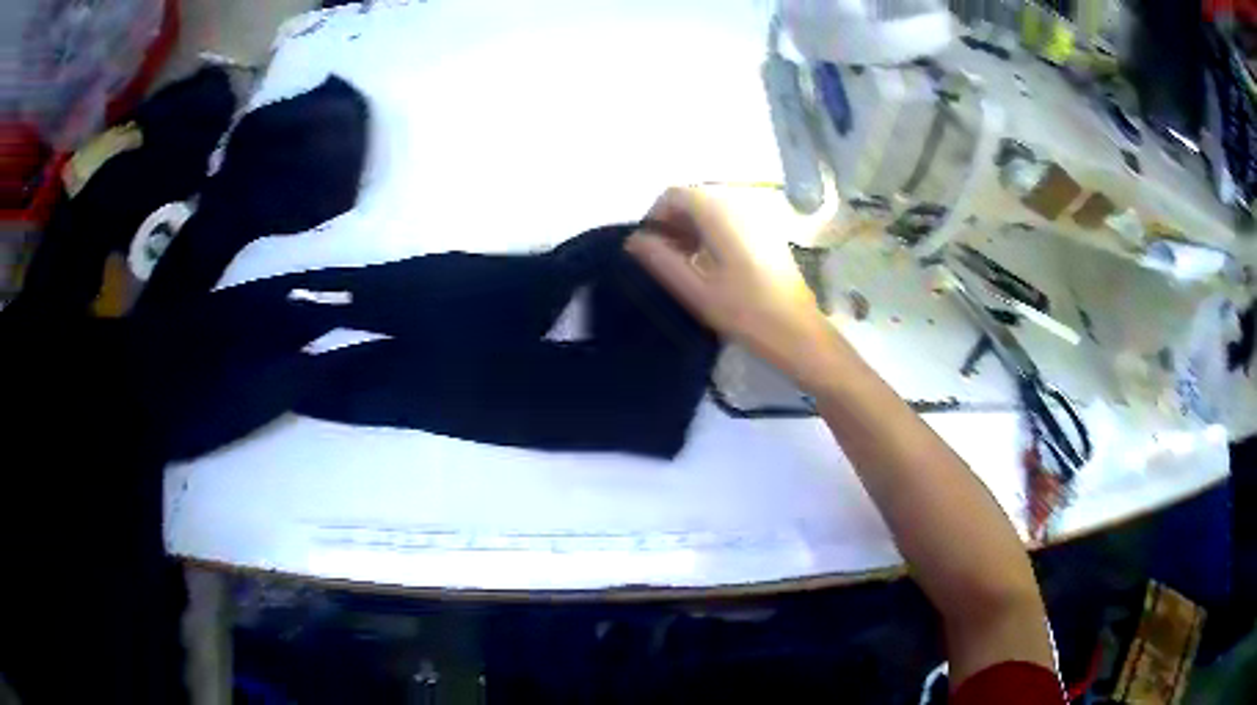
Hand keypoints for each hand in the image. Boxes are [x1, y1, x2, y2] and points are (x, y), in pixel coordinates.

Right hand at [625, 187, 842, 389]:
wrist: (799, 333)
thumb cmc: (746, 312)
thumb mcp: (695, 290)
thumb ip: (660, 260)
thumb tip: (634, 240)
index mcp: (719, 213)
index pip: (674, 195)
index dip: (655, 217)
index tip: (648, 248)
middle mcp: (740, 204)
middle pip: (694, 199)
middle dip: (673, 223)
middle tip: (664, 259)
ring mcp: (759, 217)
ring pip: (712, 210)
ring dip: (692, 229)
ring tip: (685, 265)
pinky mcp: (769, 232)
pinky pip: (731, 220)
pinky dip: (713, 233)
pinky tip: (712, 265)